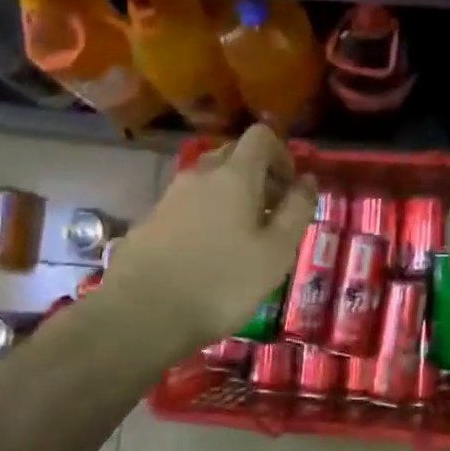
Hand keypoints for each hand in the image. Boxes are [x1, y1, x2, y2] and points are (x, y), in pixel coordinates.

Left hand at [103, 125, 316, 353]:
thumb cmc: (222, 283)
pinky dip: (205, 216)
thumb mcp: (276, 252)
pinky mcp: (150, 220)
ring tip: (241, 240)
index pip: (260, 136)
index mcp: (234, 175)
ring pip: (208, 181)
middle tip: (270, 216)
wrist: (141, 314)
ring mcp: (170, 196)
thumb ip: (297, 210)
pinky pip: (187, 204)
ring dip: (230, 197)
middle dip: (257, 176)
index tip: (290, 189)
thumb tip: (307, 180)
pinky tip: (207, 255)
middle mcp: (200, 174)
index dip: (282, 154)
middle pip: (233, 155)